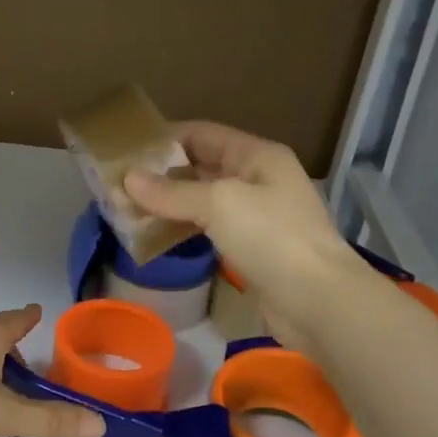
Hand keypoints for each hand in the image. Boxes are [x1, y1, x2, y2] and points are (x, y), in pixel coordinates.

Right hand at [124, 122, 364, 351]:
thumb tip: (128, 179)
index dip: (165, 138)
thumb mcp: (219, 203)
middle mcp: (258, 180)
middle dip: (162, 174)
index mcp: (257, 156)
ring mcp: (257, 217)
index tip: (126, 149)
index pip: (203, 134)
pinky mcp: (252, 250)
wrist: (318, 302)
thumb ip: (172, 192)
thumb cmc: (272, 238)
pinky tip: (155, 236)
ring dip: (169, 204)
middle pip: (202, 167)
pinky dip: (183, 229)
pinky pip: (210, 230)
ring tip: (127, 209)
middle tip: (119, 183)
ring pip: (203, 201)